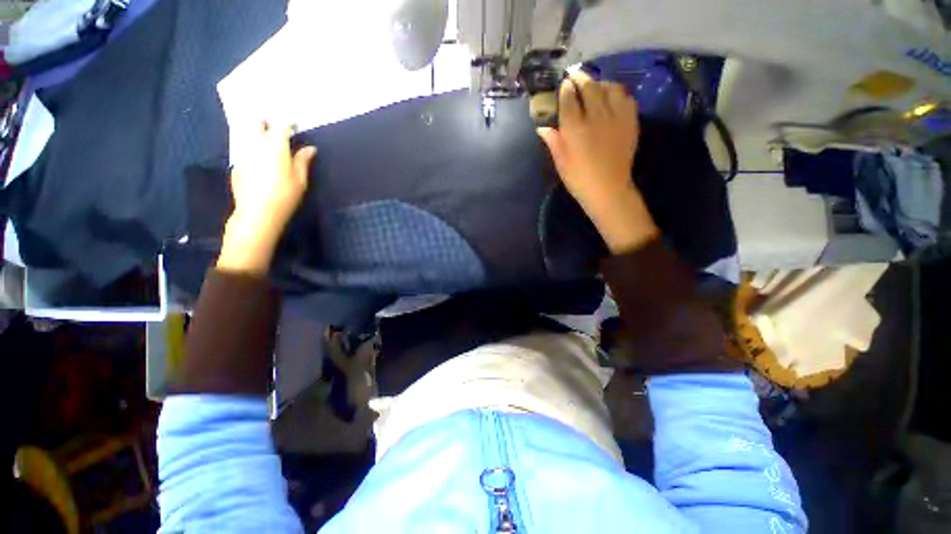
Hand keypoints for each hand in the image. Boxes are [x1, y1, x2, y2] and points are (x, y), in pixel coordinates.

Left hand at [219, 123, 316, 274]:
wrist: (258, 212)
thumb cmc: (285, 196)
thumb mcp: (300, 180)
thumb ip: (303, 160)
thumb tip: (310, 148)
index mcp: (275, 146)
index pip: (281, 126)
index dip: (288, 123)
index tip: (294, 125)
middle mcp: (255, 143)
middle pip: (256, 121)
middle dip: (266, 121)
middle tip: (275, 129)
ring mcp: (242, 151)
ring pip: (244, 131)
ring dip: (255, 131)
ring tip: (265, 139)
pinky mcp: (235, 162)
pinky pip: (241, 145)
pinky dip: (250, 145)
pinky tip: (257, 156)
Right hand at [537, 70, 657, 253]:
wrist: (607, 189)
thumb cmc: (579, 178)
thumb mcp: (561, 162)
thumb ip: (553, 141)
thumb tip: (542, 127)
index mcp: (575, 128)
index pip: (569, 98)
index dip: (565, 88)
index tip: (563, 85)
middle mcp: (595, 116)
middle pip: (589, 87)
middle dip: (580, 78)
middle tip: (575, 76)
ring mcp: (616, 117)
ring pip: (610, 88)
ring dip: (600, 83)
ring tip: (595, 87)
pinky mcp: (630, 121)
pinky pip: (626, 98)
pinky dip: (618, 94)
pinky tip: (612, 99)